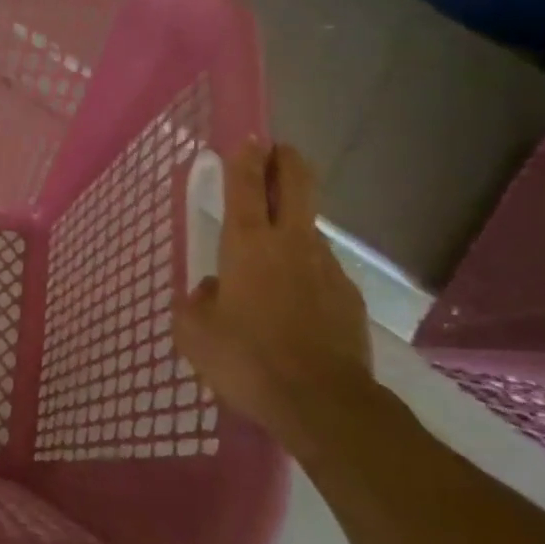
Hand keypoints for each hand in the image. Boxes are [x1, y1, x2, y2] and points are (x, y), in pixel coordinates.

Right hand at [173, 139, 373, 451]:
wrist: (322, 404)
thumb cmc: (247, 360)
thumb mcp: (195, 334)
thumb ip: (197, 302)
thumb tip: (211, 290)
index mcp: (248, 244)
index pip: (247, 184)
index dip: (245, 157)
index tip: (248, 139)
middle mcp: (291, 244)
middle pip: (298, 183)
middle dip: (287, 160)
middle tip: (277, 154)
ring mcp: (327, 268)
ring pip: (309, 232)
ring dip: (293, 231)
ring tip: (272, 266)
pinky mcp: (349, 298)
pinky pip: (321, 274)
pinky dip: (306, 277)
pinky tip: (294, 310)